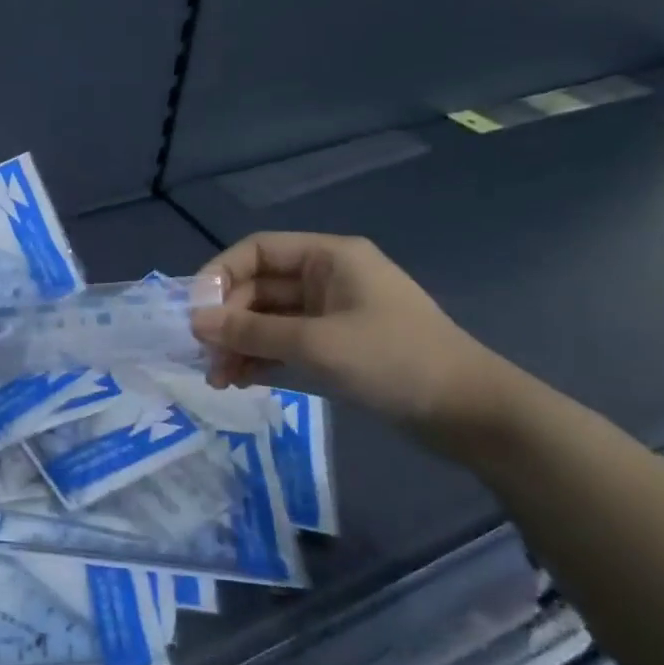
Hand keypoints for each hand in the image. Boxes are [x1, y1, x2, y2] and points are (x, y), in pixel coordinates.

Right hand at [191, 232, 503, 428]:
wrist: (469, 414)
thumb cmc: (394, 361)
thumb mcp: (316, 344)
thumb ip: (252, 331)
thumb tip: (195, 322)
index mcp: (329, 258)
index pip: (258, 250)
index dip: (220, 274)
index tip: (194, 311)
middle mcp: (328, 278)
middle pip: (260, 287)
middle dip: (229, 320)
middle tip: (205, 356)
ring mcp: (333, 314)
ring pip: (270, 319)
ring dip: (240, 343)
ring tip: (217, 377)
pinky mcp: (337, 346)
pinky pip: (286, 343)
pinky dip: (262, 357)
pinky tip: (240, 380)